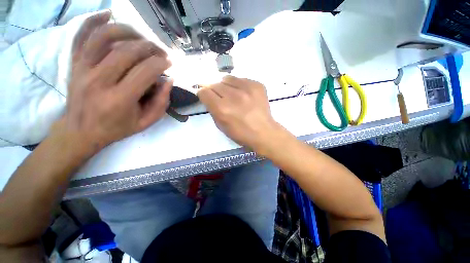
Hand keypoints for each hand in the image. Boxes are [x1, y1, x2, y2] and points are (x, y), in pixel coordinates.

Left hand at [53, 12, 172, 154]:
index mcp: (119, 99)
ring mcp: (83, 69)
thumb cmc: (117, 128)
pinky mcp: (74, 63)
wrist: (81, 131)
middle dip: (150, 47)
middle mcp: (99, 80)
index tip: (169, 63)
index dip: (161, 63)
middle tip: (161, 52)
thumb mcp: (146, 122)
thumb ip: (161, 103)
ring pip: (105, 37)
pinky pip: (81, 35)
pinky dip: (94, 21)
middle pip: (128, 51)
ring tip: (143, 38)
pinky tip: (108, 15)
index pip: (145, 71)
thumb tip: (168, 80)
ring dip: (129, 32)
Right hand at [198, 76, 284, 151]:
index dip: (204, 95)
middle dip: (215, 91)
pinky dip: (239, 86)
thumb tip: (210, 97)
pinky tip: (244, 95)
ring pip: (227, 79)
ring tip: (233, 95)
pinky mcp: (257, 85)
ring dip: (227, 86)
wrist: (264, 132)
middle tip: (222, 99)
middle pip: (215, 84)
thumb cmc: (241, 134)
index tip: (208, 98)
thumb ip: (213, 110)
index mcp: (222, 109)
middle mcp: (233, 96)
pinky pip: (242, 80)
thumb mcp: (221, 126)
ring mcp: (247, 89)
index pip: (204, 92)